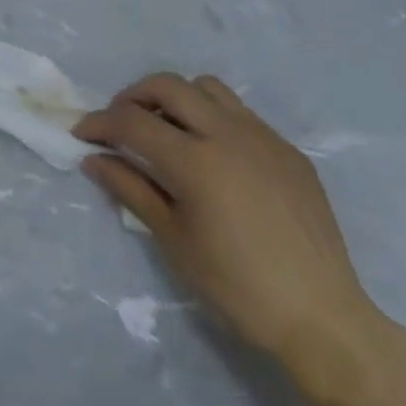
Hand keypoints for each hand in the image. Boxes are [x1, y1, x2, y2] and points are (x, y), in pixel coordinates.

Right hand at [76, 73, 386, 386]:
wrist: (323, 320)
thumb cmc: (238, 288)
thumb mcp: (174, 241)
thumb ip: (131, 189)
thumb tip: (93, 159)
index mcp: (196, 161)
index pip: (132, 122)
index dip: (100, 123)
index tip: (82, 134)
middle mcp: (228, 134)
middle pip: (167, 85)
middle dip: (133, 96)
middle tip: (120, 122)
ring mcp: (263, 137)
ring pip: (206, 88)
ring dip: (176, 98)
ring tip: (167, 129)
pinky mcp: (288, 150)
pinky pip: (241, 114)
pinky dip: (214, 119)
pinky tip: (214, 156)